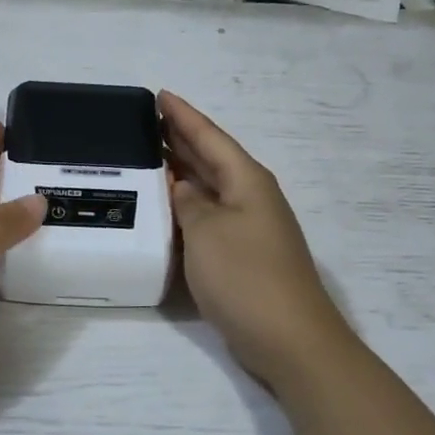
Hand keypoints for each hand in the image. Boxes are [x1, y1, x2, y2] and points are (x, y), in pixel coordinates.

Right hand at [162, 91, 356, 393]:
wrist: (289, 339)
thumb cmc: (246, 276)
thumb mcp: (206, 231)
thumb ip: (188, 203)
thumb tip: (182, 189)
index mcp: (247, 180)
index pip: (209, 136)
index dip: (183, 115)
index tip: (159, 95)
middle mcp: (250, 197)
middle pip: (211, 158)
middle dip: (180, 138)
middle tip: (144, 122)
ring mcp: (249, 227)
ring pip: (209, 188)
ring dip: (182, 172)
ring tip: (148, 156)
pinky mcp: (243, 255)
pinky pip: (209, 216)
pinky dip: (186, 206)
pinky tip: (166, 209)